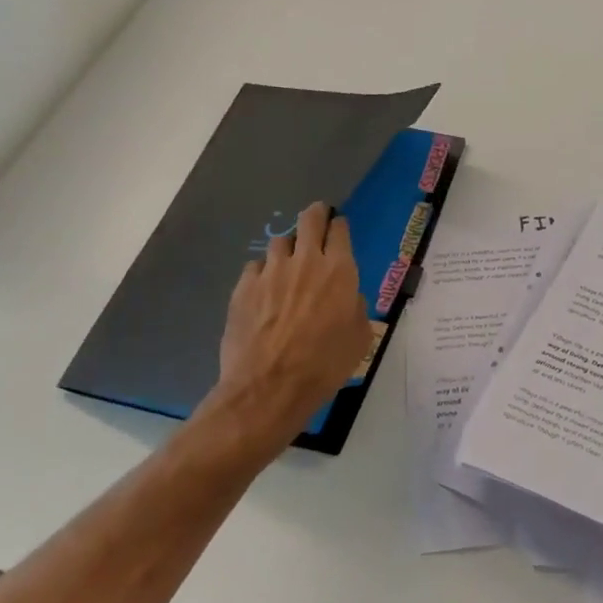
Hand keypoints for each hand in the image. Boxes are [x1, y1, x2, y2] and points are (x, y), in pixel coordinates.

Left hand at [198, 202, 371, 461]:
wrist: (270, 387)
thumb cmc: (325, 365)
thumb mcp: (359, 338)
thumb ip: (356, 308)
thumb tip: (348, 297)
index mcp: (339, 271)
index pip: (339, 230)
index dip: (339, 226)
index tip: (339, 229)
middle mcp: (305, 262)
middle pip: (309, 220)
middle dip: (315, 214)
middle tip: (317, 218)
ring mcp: (270, 272)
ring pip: (280, 242)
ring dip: (288, 248)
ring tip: (288, 262)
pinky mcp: (243, 287)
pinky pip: (255, 267)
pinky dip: (263, 272)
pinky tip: (264, 289)